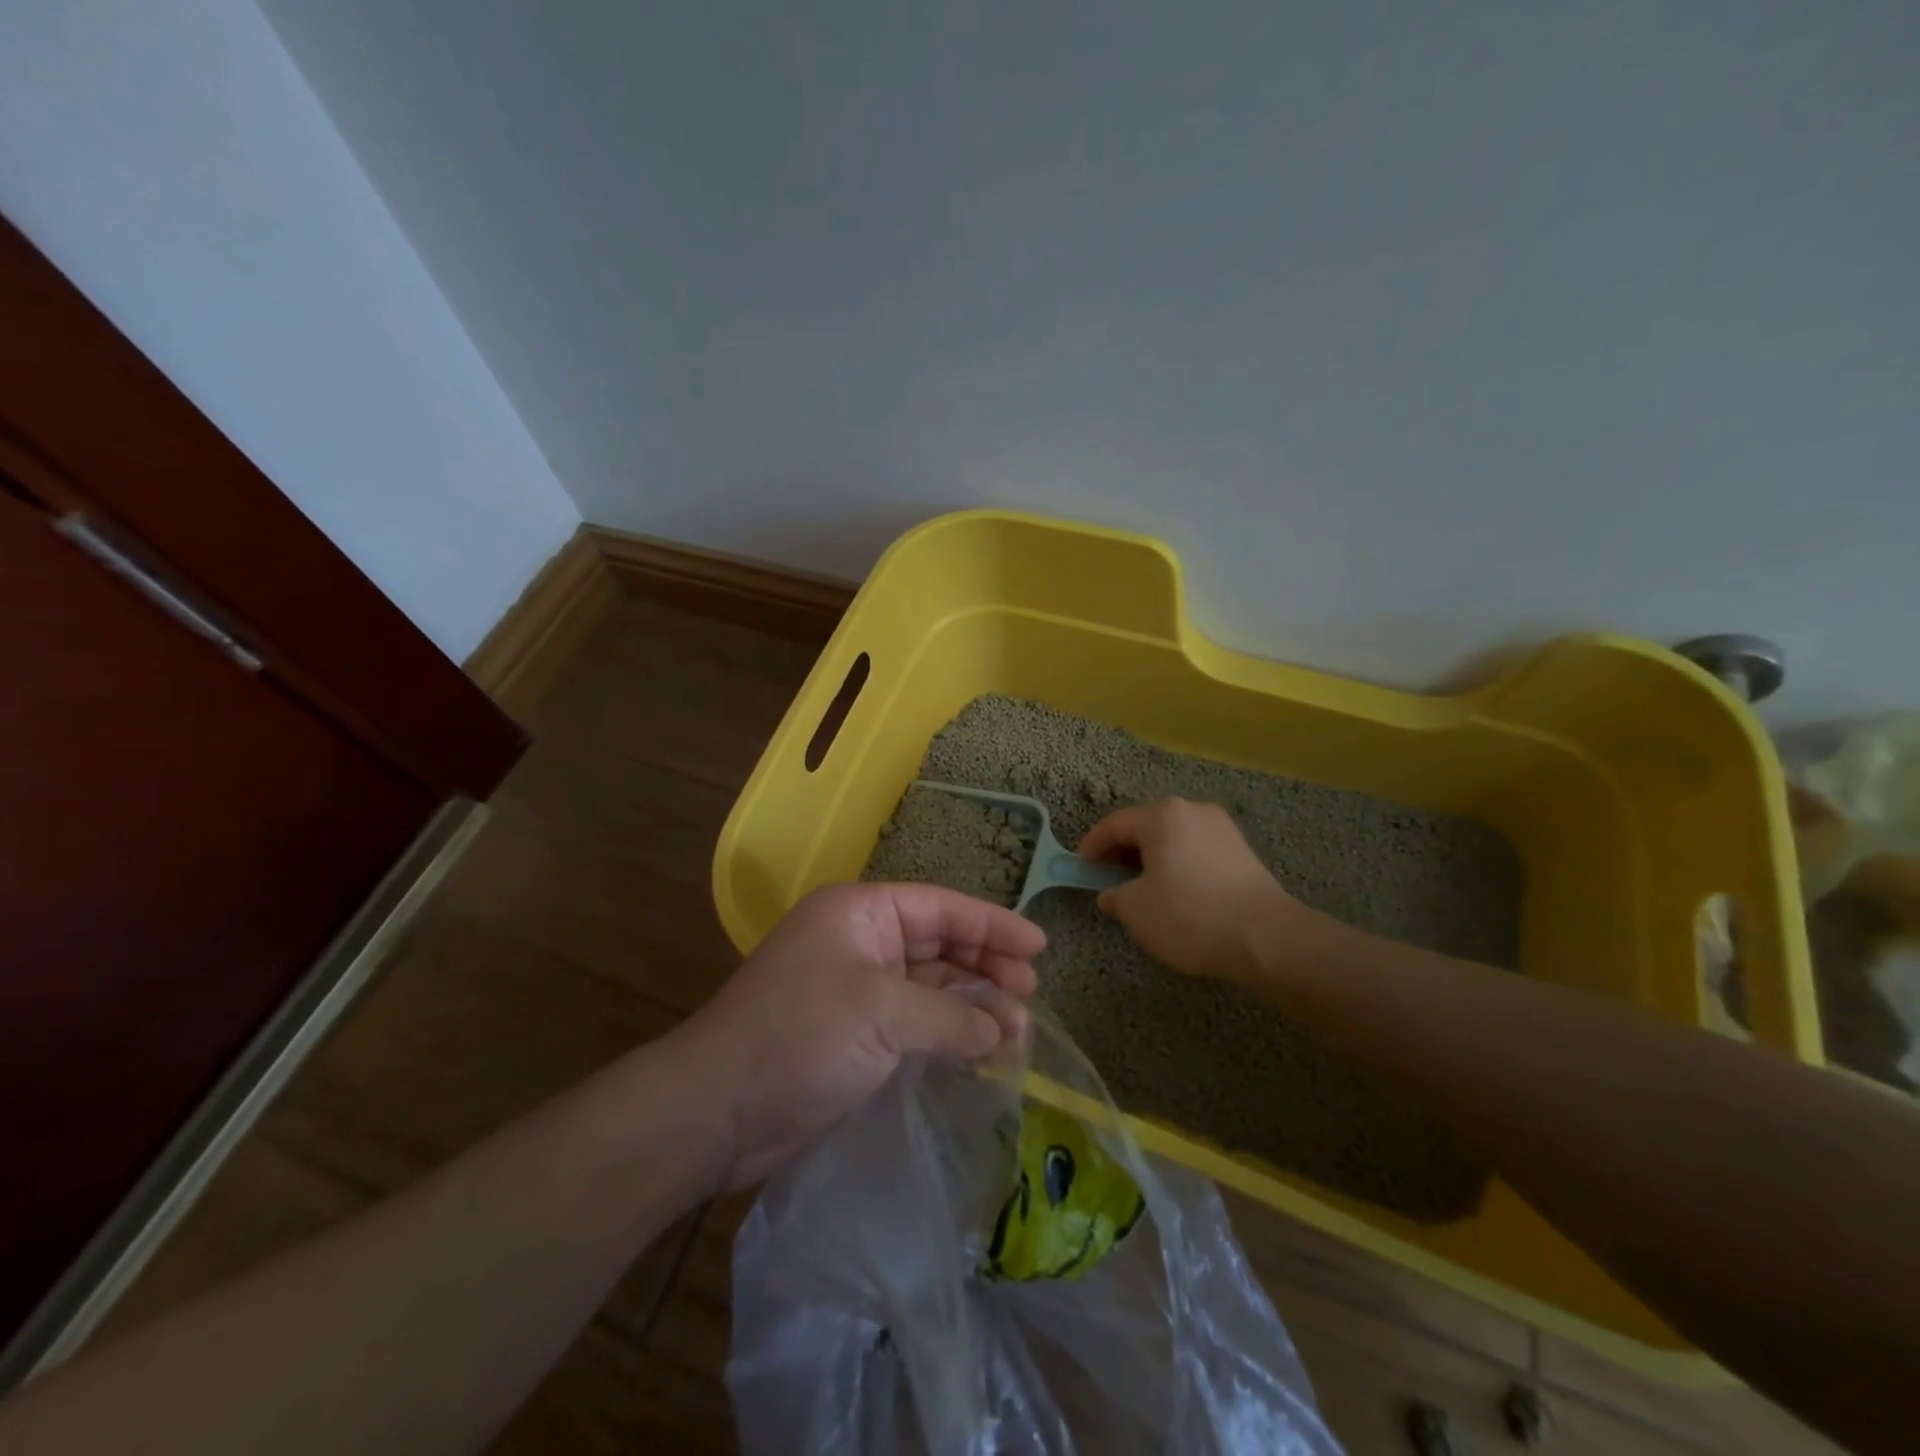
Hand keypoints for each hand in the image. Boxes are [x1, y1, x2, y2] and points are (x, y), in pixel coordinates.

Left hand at [676, 882, 1043, 1188]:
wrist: (719, 1111)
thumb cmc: (801, 1036)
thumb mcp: (883, 1013)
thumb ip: (951, 1016)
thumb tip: (1002, 1030)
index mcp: (860, 913)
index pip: (940, 908)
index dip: (992, 924)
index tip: (1039, 946)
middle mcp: (860, 942)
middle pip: (938, 943)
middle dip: (986, 965)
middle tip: (1031, 992)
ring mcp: (856, 990)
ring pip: (930, 986)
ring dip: (973, 1004)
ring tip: (1018, 1030)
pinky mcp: (855, 1035)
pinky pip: (916, 1023)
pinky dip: (949, 1033)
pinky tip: (983, 1050)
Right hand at [1080, 797, 1331, 985]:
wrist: (1267, 939)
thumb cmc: (1190, 916)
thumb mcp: (1135, 910)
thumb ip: (1114, 895)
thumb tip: (1113, 893)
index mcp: (1162, 815)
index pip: (1114, 824)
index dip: (1092, 846)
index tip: (1081, 868)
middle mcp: (1193, 810)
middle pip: (1145, 825)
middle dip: (1123, 850)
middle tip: (1108, 878)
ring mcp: (1222, 828)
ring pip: (1173, 837)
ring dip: (1152, 857)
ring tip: (1142, 887)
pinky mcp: (1242, 850)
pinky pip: (1196, 849)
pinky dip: (1178, 864)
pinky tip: (1176, 892)